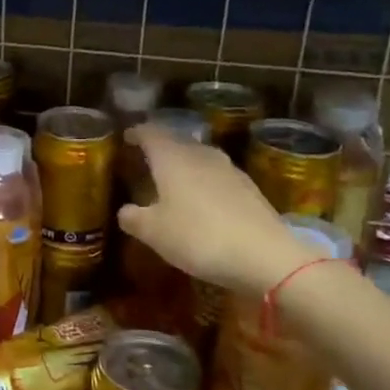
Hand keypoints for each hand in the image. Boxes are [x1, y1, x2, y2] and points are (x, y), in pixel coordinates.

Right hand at [117, 125, 320, 296]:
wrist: (264, 256)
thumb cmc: (197, 237)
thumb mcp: (153, 233)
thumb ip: (133, 218)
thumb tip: (125, 211)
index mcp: (172, 158)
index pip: (150, 133)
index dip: (136, 133)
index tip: (126, 137)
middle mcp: (200, 155)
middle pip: (177, 141)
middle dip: (160, 147)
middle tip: (145, 159)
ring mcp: (229, 169)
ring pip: (199, 157)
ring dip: (184, 164)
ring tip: (171, 179)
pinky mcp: (248, 188)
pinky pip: (217, 176)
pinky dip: (203, 182)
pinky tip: (200, 200)